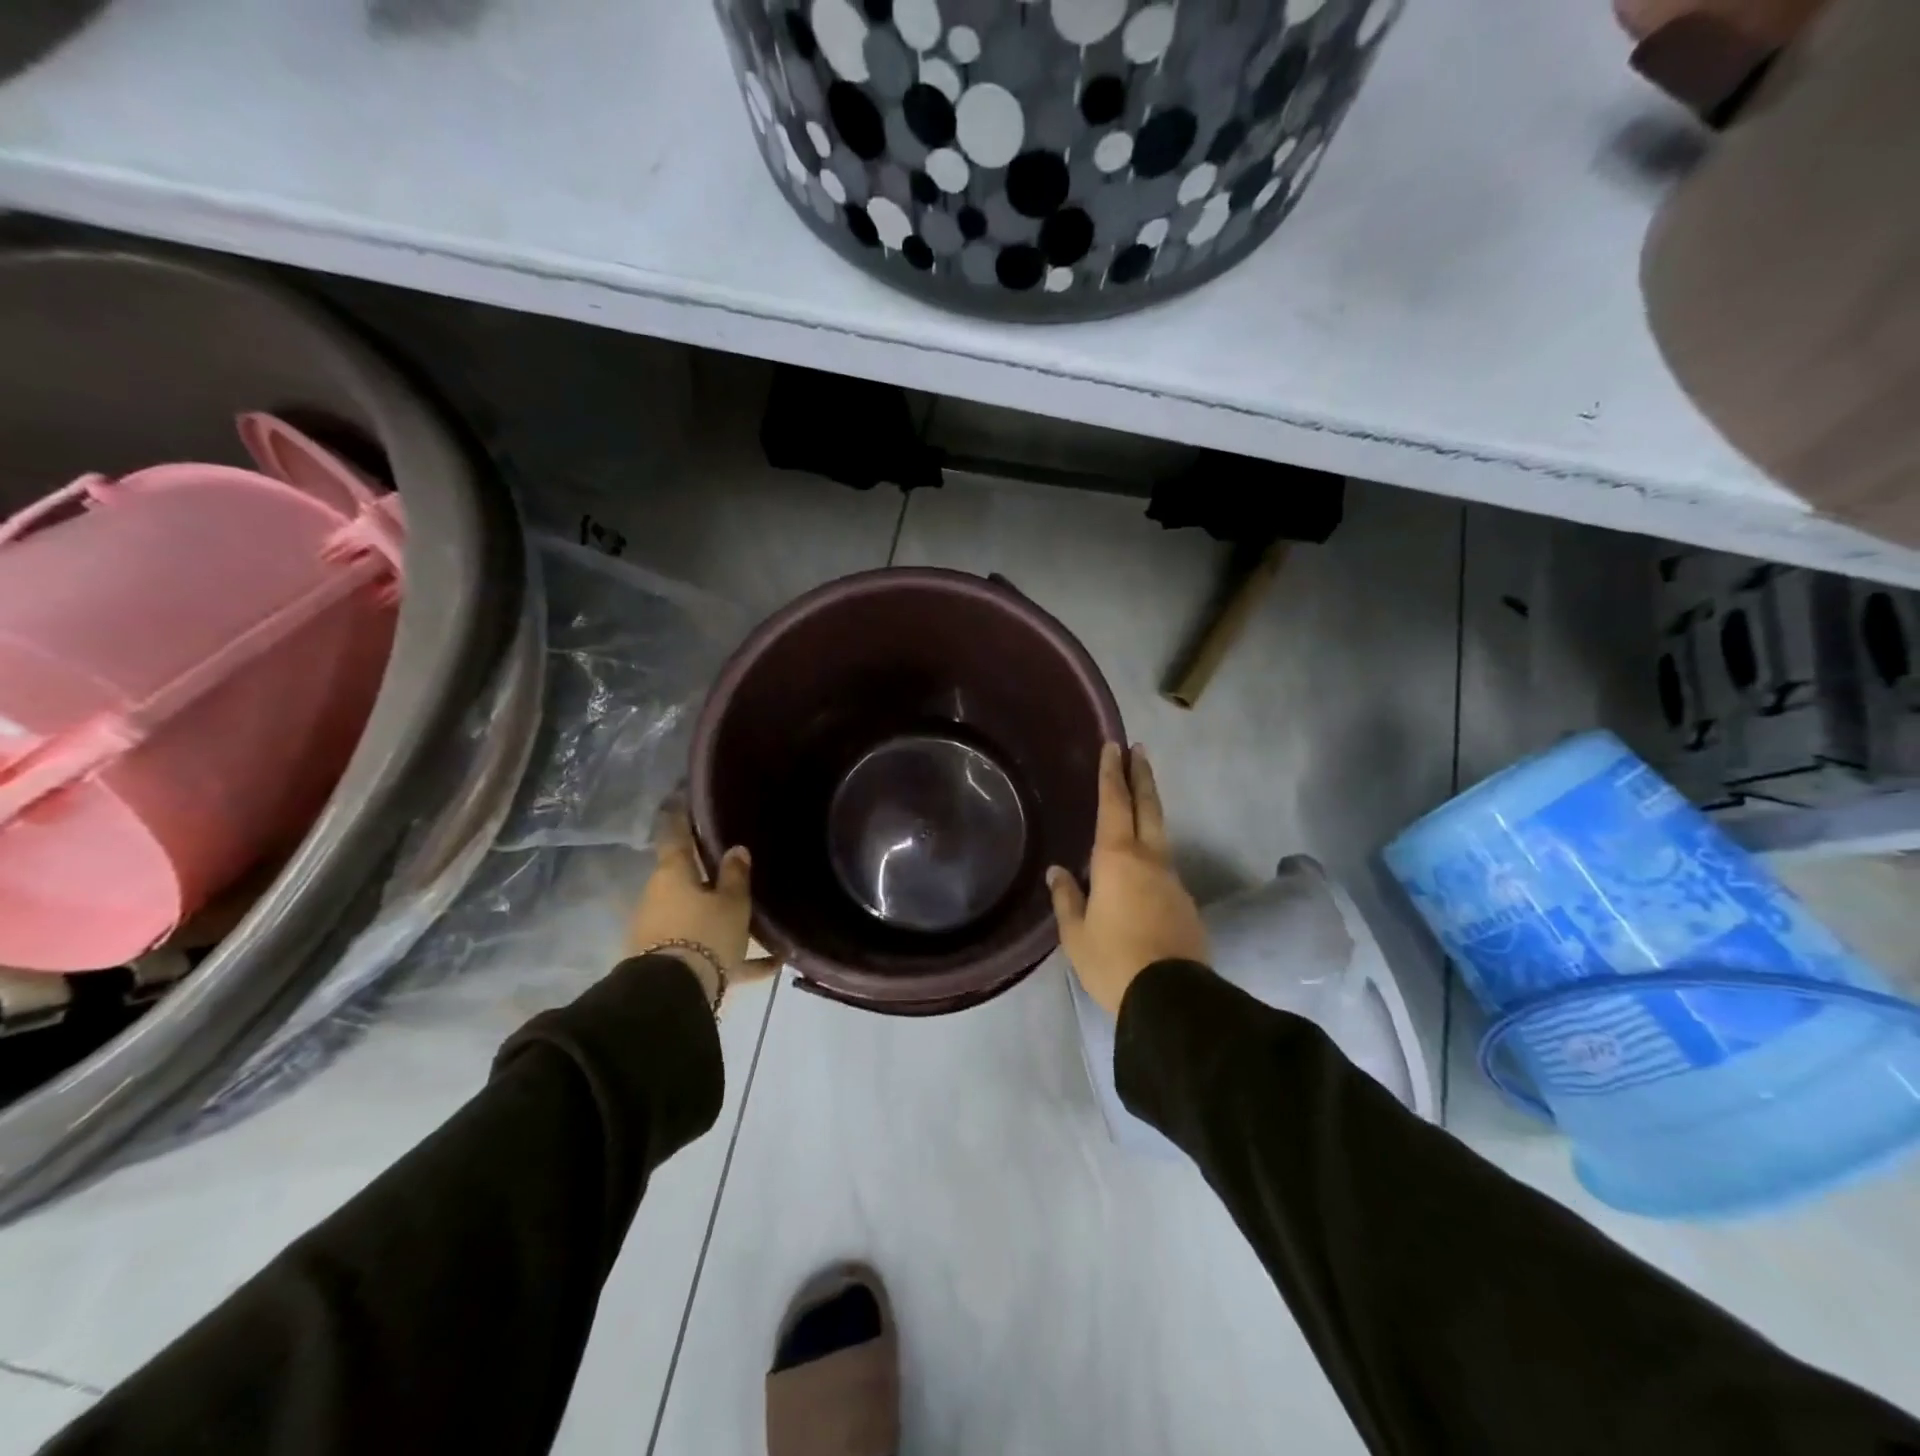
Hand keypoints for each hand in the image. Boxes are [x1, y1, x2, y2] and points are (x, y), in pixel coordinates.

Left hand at [627, 805, 768, 1012]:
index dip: (680, 819)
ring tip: (759, 925)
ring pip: (696, 917)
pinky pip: (705, 951)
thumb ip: (736, 876)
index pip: (675, 837)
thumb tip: (737, 850)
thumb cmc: (705, 933)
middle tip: (736, 872)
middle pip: (686, 881)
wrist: (674, 994)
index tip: (682, 800)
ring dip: (721, 919)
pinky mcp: (668, 962)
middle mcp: (660, 899)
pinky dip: (731, 955)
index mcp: (673, 875)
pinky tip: (769, 966)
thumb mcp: (732, 903)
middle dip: (709, 879)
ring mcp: (660, 932)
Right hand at [1047, 743, 1206, 1018]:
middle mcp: (1150, 860)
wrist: (1171, 1000)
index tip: (1115, 745)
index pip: (1115, 803)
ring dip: (1149, 811)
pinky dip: (1153, 853)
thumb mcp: (1076, 933)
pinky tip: (1141, 867)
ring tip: (1138, 800)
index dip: (1112, 773)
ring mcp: (1173, 881)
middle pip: (1148, 807)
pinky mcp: (1186, 903)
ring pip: (1160, 835)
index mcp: (1118, 859)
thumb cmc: (1113, 961)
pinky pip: (1164, 868)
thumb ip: (1067, 898)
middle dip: (1141, 776)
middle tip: (1139, 750)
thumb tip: (1058, 872)